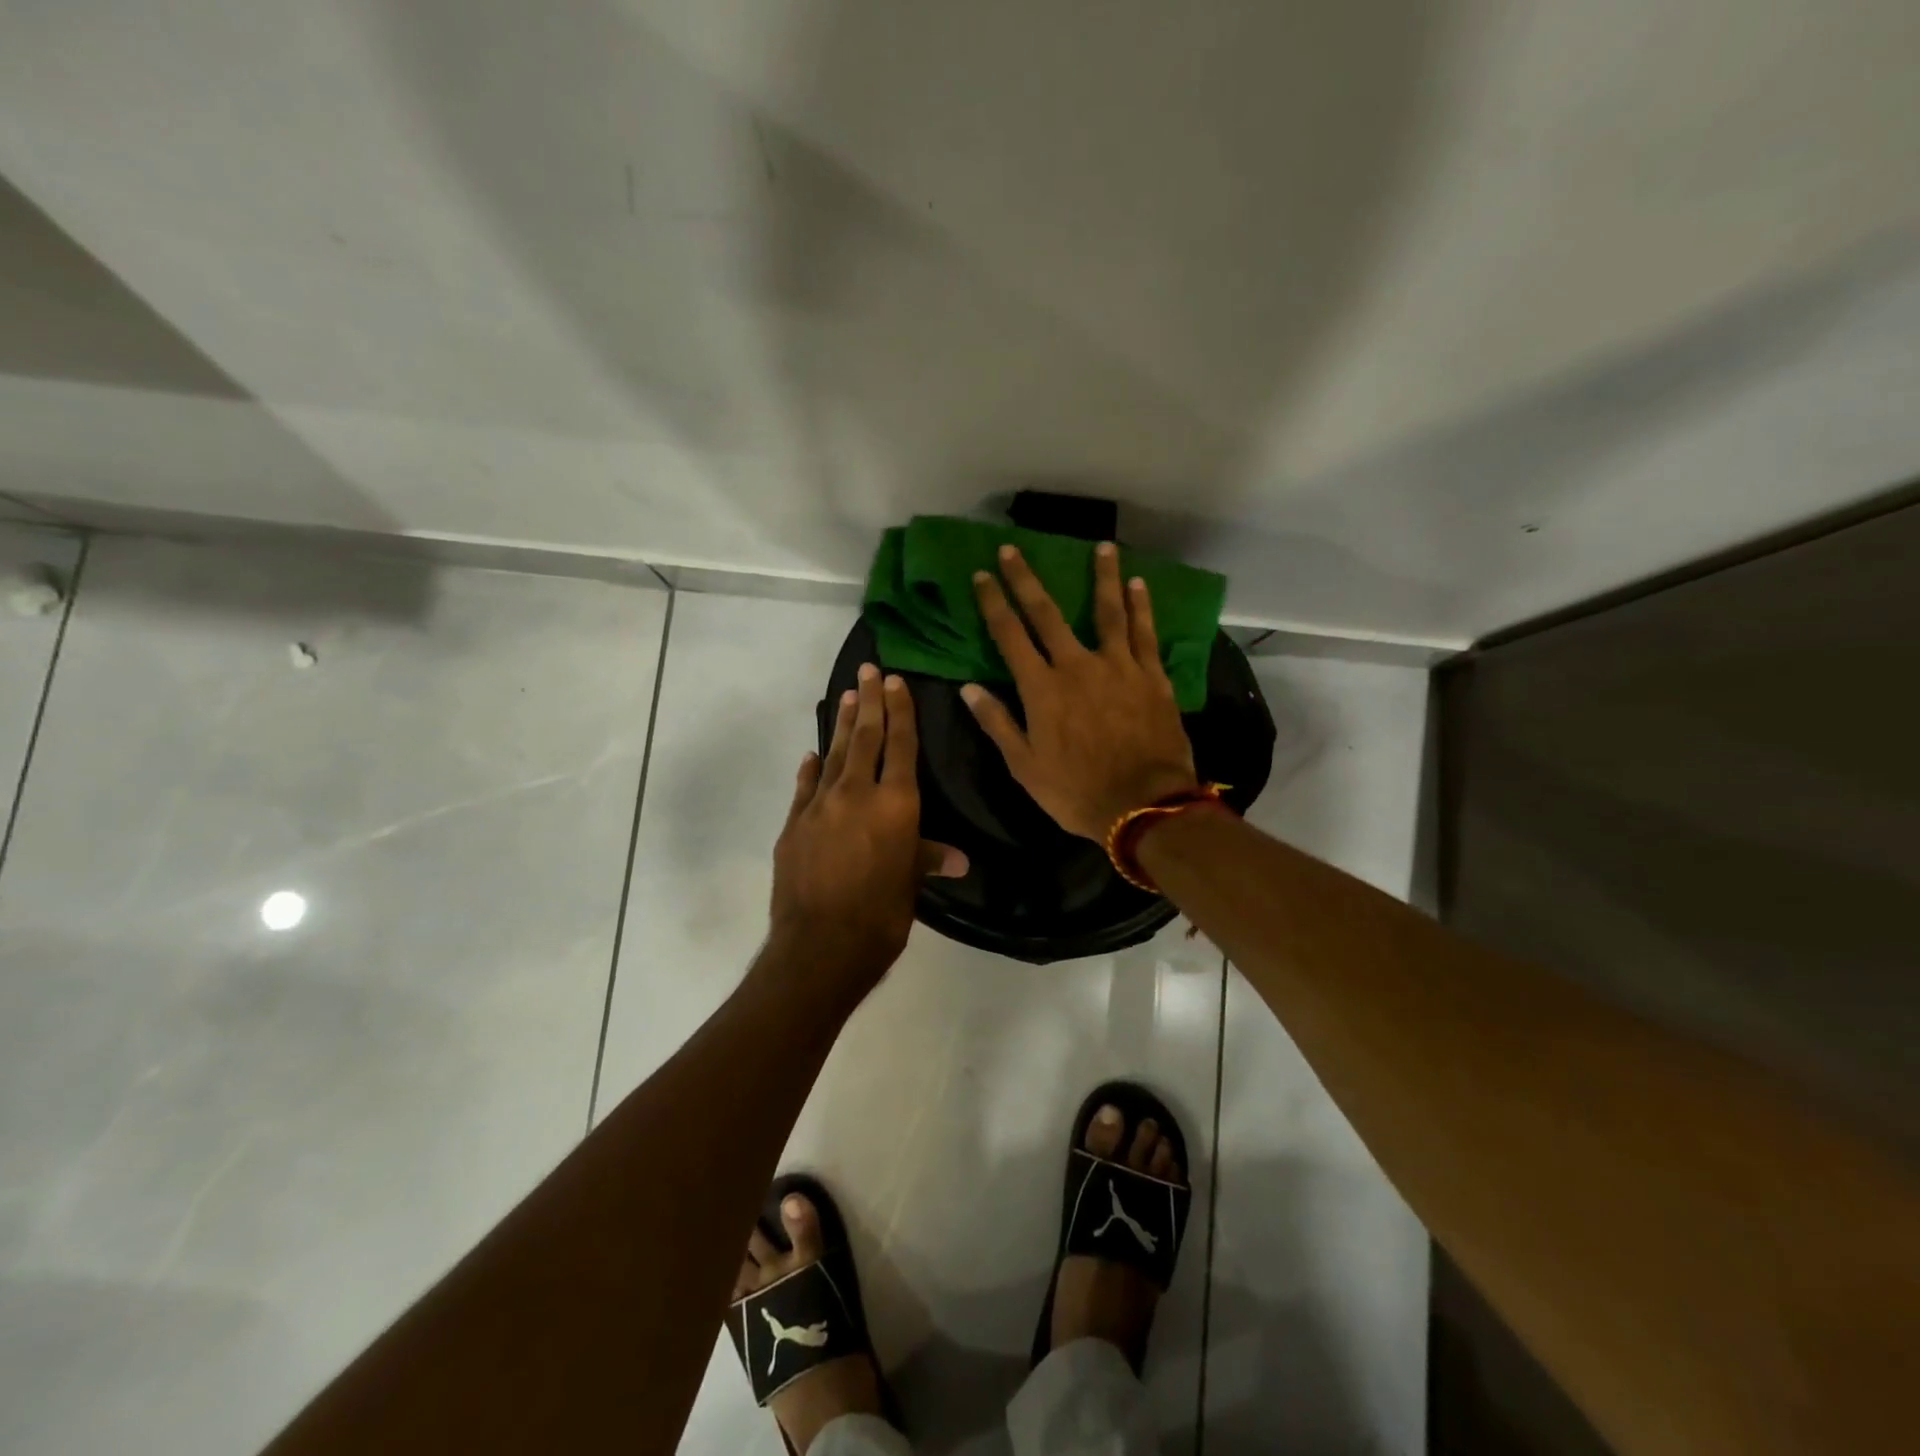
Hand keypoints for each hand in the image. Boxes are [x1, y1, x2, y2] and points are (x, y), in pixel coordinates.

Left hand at [767, 663, 966, 1000]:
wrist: (819, 946)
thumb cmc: (881, 916)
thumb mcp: (911, 885)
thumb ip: (928, 859)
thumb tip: (960, 858)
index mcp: (896, 805)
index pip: (901, 746)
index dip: (900, 712)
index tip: (895, 682)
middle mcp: (857, 794)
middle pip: (864, 738)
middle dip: (868, 702)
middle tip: (869, 670)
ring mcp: (819, 806)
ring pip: (832, 755)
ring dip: (839, 724)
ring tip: (845, 696)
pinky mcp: (793, 825)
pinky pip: (804, 787)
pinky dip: (810, 768)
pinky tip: (810, 755)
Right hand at [965, 543, 1198, 840]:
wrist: (1144, 806)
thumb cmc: (1077, 792)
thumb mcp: (1025, 767)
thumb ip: (997, 723)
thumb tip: (968, 689)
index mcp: (1042, 689)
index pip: (1010, 636)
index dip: (993, 603)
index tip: (981, 575)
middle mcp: (1077, 666)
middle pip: (1047, 614)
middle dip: (1026, 580)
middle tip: (1012, 549)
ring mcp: (1118, 667)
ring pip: (1107, 612)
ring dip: (1102, 577)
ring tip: (1102, 547)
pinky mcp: (1151, 677)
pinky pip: (1145, 634)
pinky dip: (1141, 608)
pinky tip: (1139, 585)